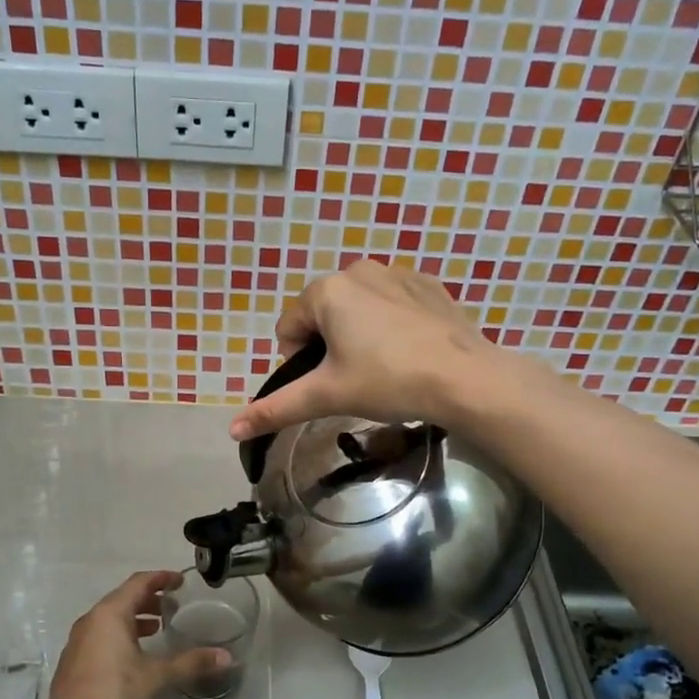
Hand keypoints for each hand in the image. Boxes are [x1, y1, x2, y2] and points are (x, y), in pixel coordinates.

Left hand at [43, 571, 227, 698]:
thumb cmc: (114, 694)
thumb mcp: (157, 677)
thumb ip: (191, 663)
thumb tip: (226, 657)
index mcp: (110, 614)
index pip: (138, 583)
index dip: (161, 578)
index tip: (180, 581)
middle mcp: (91, 620)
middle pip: (123, 598)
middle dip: (148, 598)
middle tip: (171, 605)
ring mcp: (78, 641)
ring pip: (110, 618)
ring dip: (134, 618)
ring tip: (157, 628)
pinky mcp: (74, 661)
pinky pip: (101, 635)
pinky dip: (120, 634)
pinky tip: (134, 655)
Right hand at [229, 261, 504, 440]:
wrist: (466, 378)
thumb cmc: (388, 381)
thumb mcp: (328, 395)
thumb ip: (278, 408)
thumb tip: (232, 429)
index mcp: (328, 290)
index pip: (289, 326)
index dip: (298, 361)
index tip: (326, 384)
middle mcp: (358, 270)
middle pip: (323, 314)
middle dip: (329, 346)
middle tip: (354, 379)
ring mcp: (397, 273)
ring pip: (358, 308)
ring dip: (359, 335)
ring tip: (383, 368)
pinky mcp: (427, 285)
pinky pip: (392, 304)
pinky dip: (390, 326)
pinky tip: (409, 353)